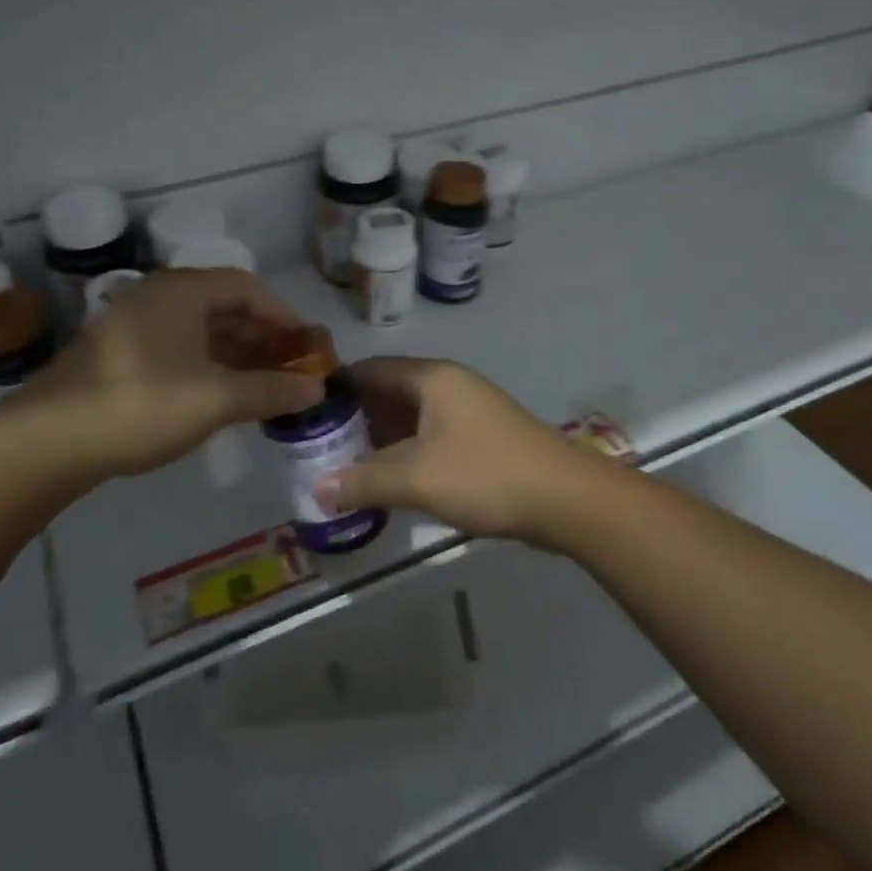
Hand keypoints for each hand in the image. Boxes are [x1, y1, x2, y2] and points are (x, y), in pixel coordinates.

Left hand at [0, 269, 322, 489]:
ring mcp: (132, 324)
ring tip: (261, 387)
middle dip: (261, 337)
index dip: (282, 314)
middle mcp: (157, 296)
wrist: (48, 441)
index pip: (247, 287)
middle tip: (289, 369)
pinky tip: (218, 397)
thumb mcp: (216, 398)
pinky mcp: (117, 355)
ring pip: (198, 331)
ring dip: (234, 355)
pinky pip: (176, 348)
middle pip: (223, 306)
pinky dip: (206, 366)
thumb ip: (271, 390)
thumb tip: (316, 388)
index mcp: (182, 291)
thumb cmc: (143, 404)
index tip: (306, 345)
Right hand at [319, 358, 611, 546]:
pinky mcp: (480, 439)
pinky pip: (429, 437)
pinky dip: (405, 454)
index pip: (370, 369)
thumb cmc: (487, 475)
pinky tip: (387, 481)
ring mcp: (467, 412)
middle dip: (354, 419)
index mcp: (432, 378)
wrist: (568, 500)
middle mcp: (448, 385)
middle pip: (388, 393)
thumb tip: (314, 489)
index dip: (335, 388)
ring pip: (409, 418)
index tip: (304, 412)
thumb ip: (363, 482)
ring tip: (343, 467)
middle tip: (317, 447)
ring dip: (380, 440)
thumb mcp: (418, 479)